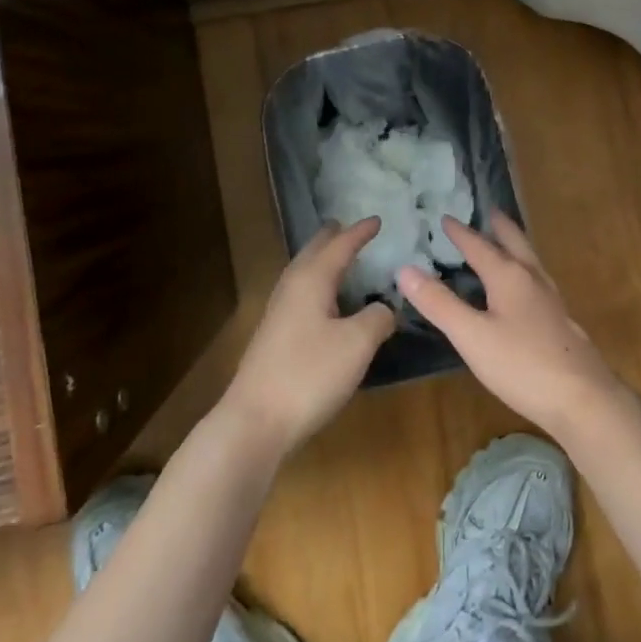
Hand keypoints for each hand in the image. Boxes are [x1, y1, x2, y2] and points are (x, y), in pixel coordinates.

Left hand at [221, 218, 396, 458]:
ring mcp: (278, 314)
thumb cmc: (310, 374)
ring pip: (302, 273)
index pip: (340, 246)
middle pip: (313, 253)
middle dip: (332, 238)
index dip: (360, 232)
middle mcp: (291, 288)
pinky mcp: (274, 338)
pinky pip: (299, 294)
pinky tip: (322, 303)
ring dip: (321, 260)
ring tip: (335, 256)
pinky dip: (315, 284)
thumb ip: (378, 318)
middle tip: (346, 226)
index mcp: (312, 280)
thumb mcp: (358, 344)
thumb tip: (386, 306)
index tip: (377, 219)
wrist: (255, 422)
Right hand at [397, 213, 621, 438]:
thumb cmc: (522, 364)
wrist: (583, 398)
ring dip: (515, 245)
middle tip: (490, 211)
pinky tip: (524, 291)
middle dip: (500, 227)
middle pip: (515, 243)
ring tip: (506, 242)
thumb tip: (405, 269)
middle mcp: (532, 279)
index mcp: (509, 276)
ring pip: (530, 261)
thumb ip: (439, 303)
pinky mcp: (561, 321)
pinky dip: (524, 271)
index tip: (445, 217)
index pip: (479, 246)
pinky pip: (538, 281)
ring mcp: (551, 300)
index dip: (460, 233)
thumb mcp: (471, 336)